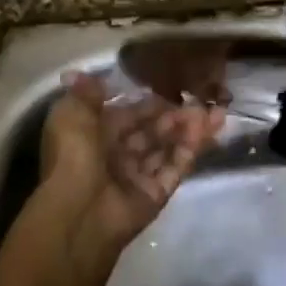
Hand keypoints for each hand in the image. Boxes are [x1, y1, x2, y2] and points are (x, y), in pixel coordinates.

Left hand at [44, 72, 225, 249]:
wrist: (79, 212)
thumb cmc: (73, 157)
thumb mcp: (70, 115)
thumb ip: (84, 93)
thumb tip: (86, 74)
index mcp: (94, 136)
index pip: (127, 115)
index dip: (149, 103)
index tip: (174, 88)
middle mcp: (117, 156)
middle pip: (151, 132)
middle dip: (175, 116)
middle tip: (202, 100)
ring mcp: (137, 177)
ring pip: (167, 148)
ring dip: (189, 130)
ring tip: (215, 112)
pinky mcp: (155, 194)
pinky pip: (175, 168)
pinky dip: (191, 149)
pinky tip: (207, 131)